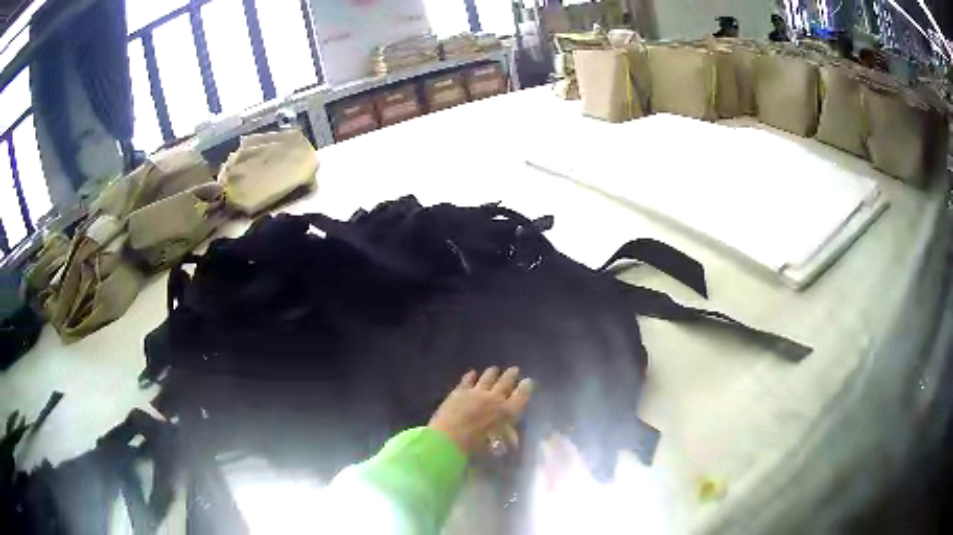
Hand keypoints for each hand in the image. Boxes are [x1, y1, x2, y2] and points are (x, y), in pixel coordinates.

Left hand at [428, 367, 533, 455]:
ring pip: (487, 378)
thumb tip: (513, 440)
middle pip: (506, 382)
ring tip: (495, 369)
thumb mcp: (497, 446)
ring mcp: (476, 392)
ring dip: (492, 373)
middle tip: (515, 369)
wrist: (449, 439)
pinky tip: (472, 373)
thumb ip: (506, 438)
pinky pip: (467, 380)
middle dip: (511, 375)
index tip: (529, 381)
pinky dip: (470, 376)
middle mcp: (494, 398)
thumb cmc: (475, 447)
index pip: (521, 396)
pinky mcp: (460, 391)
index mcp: (507, 412)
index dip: (526, 388)